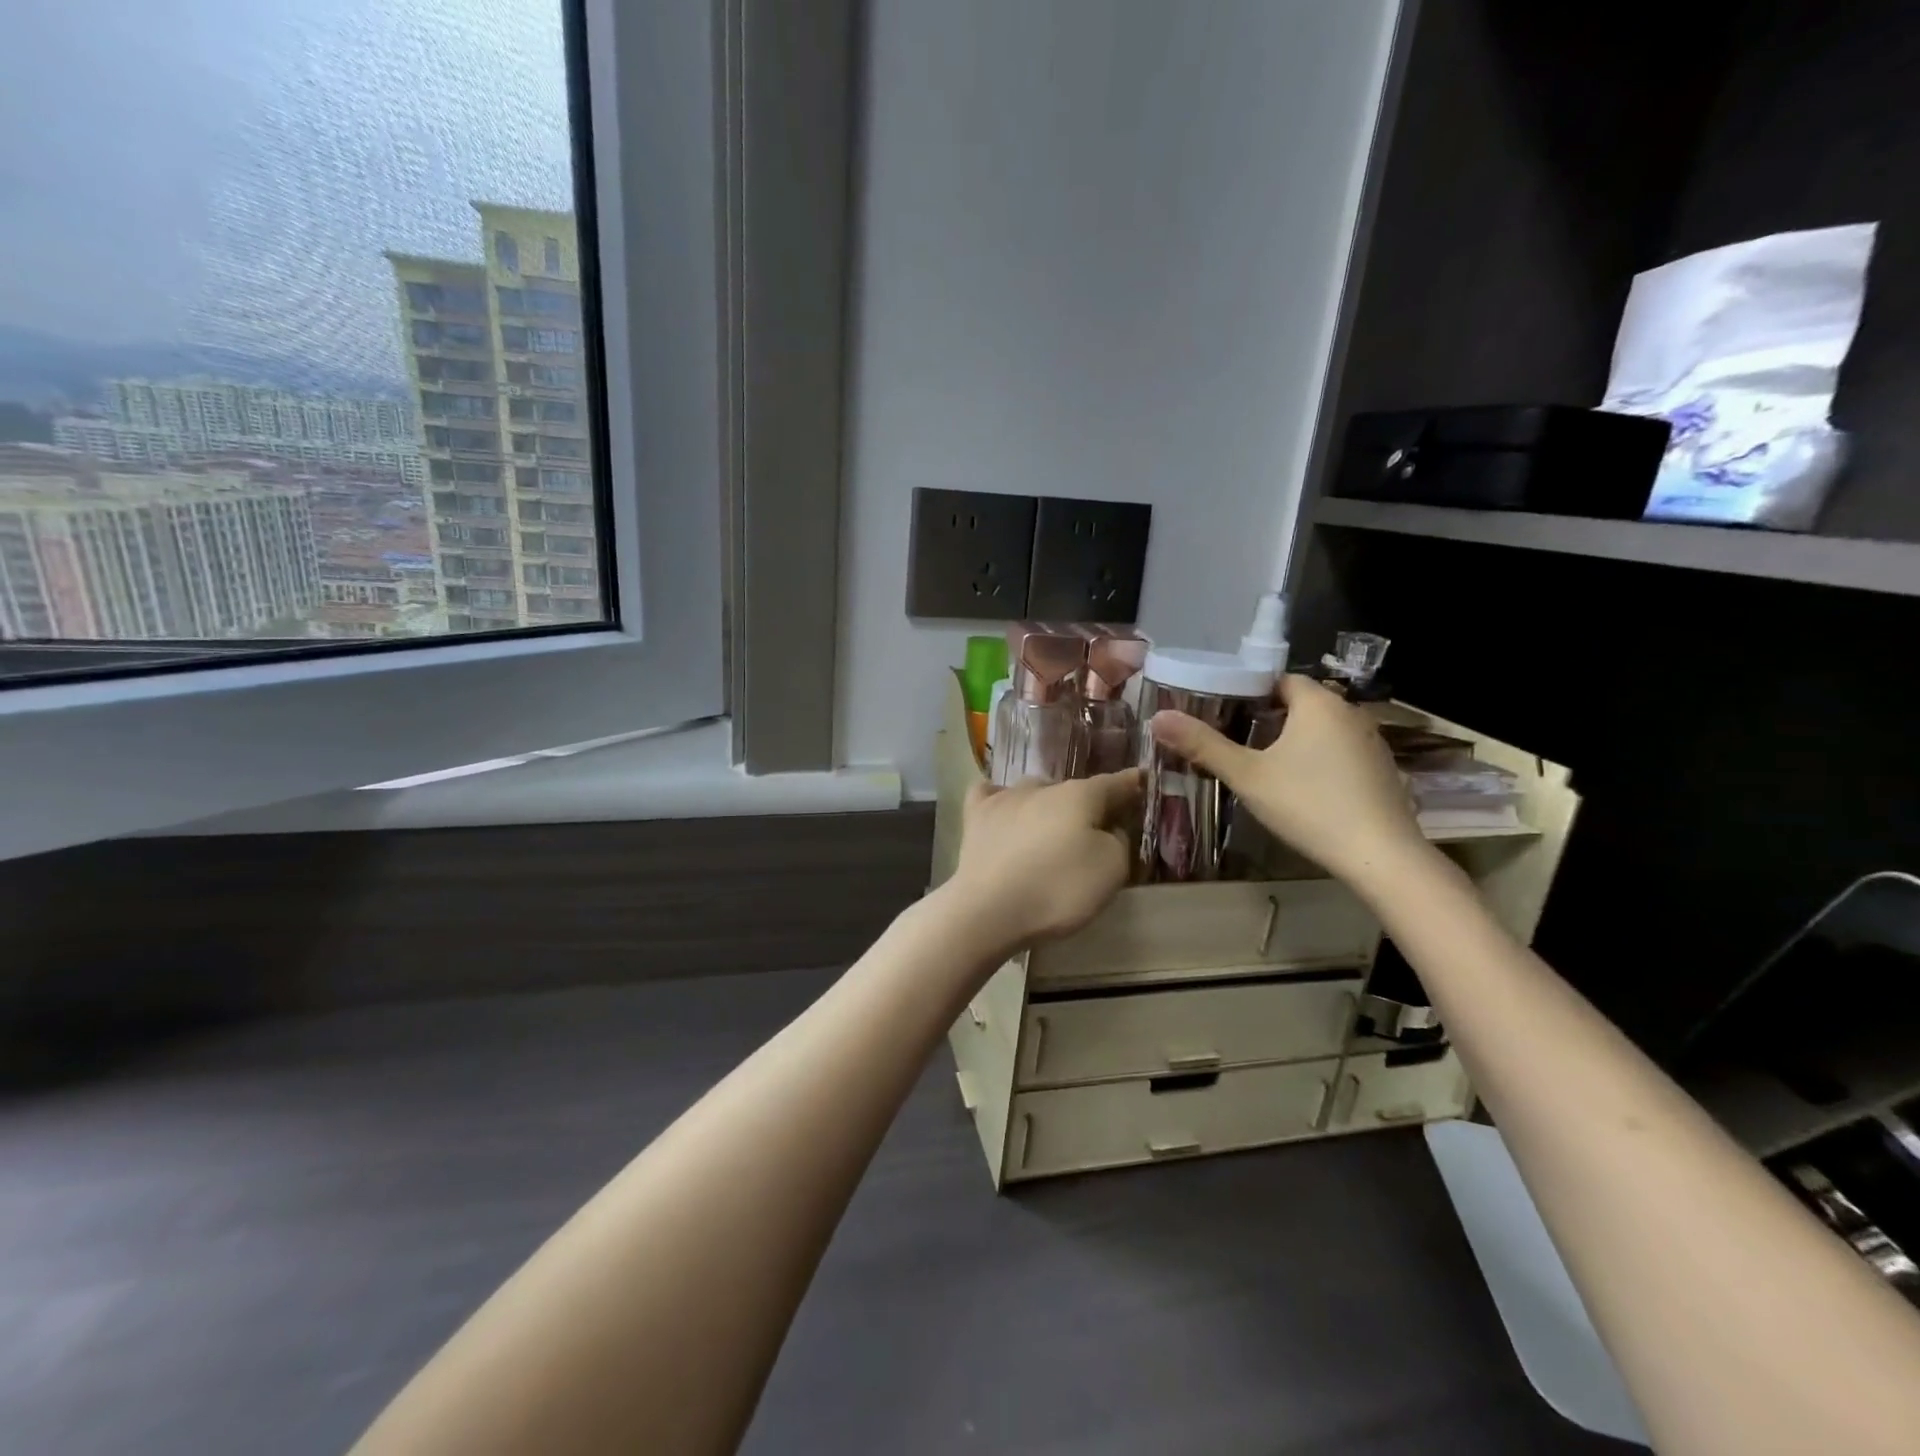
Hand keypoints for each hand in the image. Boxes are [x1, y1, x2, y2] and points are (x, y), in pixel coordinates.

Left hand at [945, 769, 1141, 951]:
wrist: (989, 909)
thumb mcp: (1112, 871)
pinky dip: (1000, 800)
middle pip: (1073, 790)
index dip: (1131, 784)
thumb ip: (1119, 841)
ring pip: (1034, 791)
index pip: (1114, 784)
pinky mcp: (975, 817)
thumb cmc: (1058, 889)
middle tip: (1091, 828)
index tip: (1141, 780)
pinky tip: (1002, 811)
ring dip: (1046, 804)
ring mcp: (1004, 798)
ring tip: (1048, 827)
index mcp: (1079, 795)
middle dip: (1086, 804)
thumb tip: (1109, 828)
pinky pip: (990, 795)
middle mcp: (1041, 786)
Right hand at [1148, 674, 1430, 895]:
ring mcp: (1372, 741)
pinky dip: (1319, 759)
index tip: (1222, 711)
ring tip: (1262, 763)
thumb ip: (1203, 745)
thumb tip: (1158, 718)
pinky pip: (1341, 751)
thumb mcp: (1247, 775)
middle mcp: (1350, 712)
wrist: (1380, 855)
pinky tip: (1302, 787)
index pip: (1279, 679)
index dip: (1248, 691)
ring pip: (1322, 728)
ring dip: (1294, 739)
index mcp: (1318, 702)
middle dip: (1268, 717)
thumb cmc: (1308, 804)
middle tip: (1234, 739)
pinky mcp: (1382, 769)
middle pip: (1300, 703)